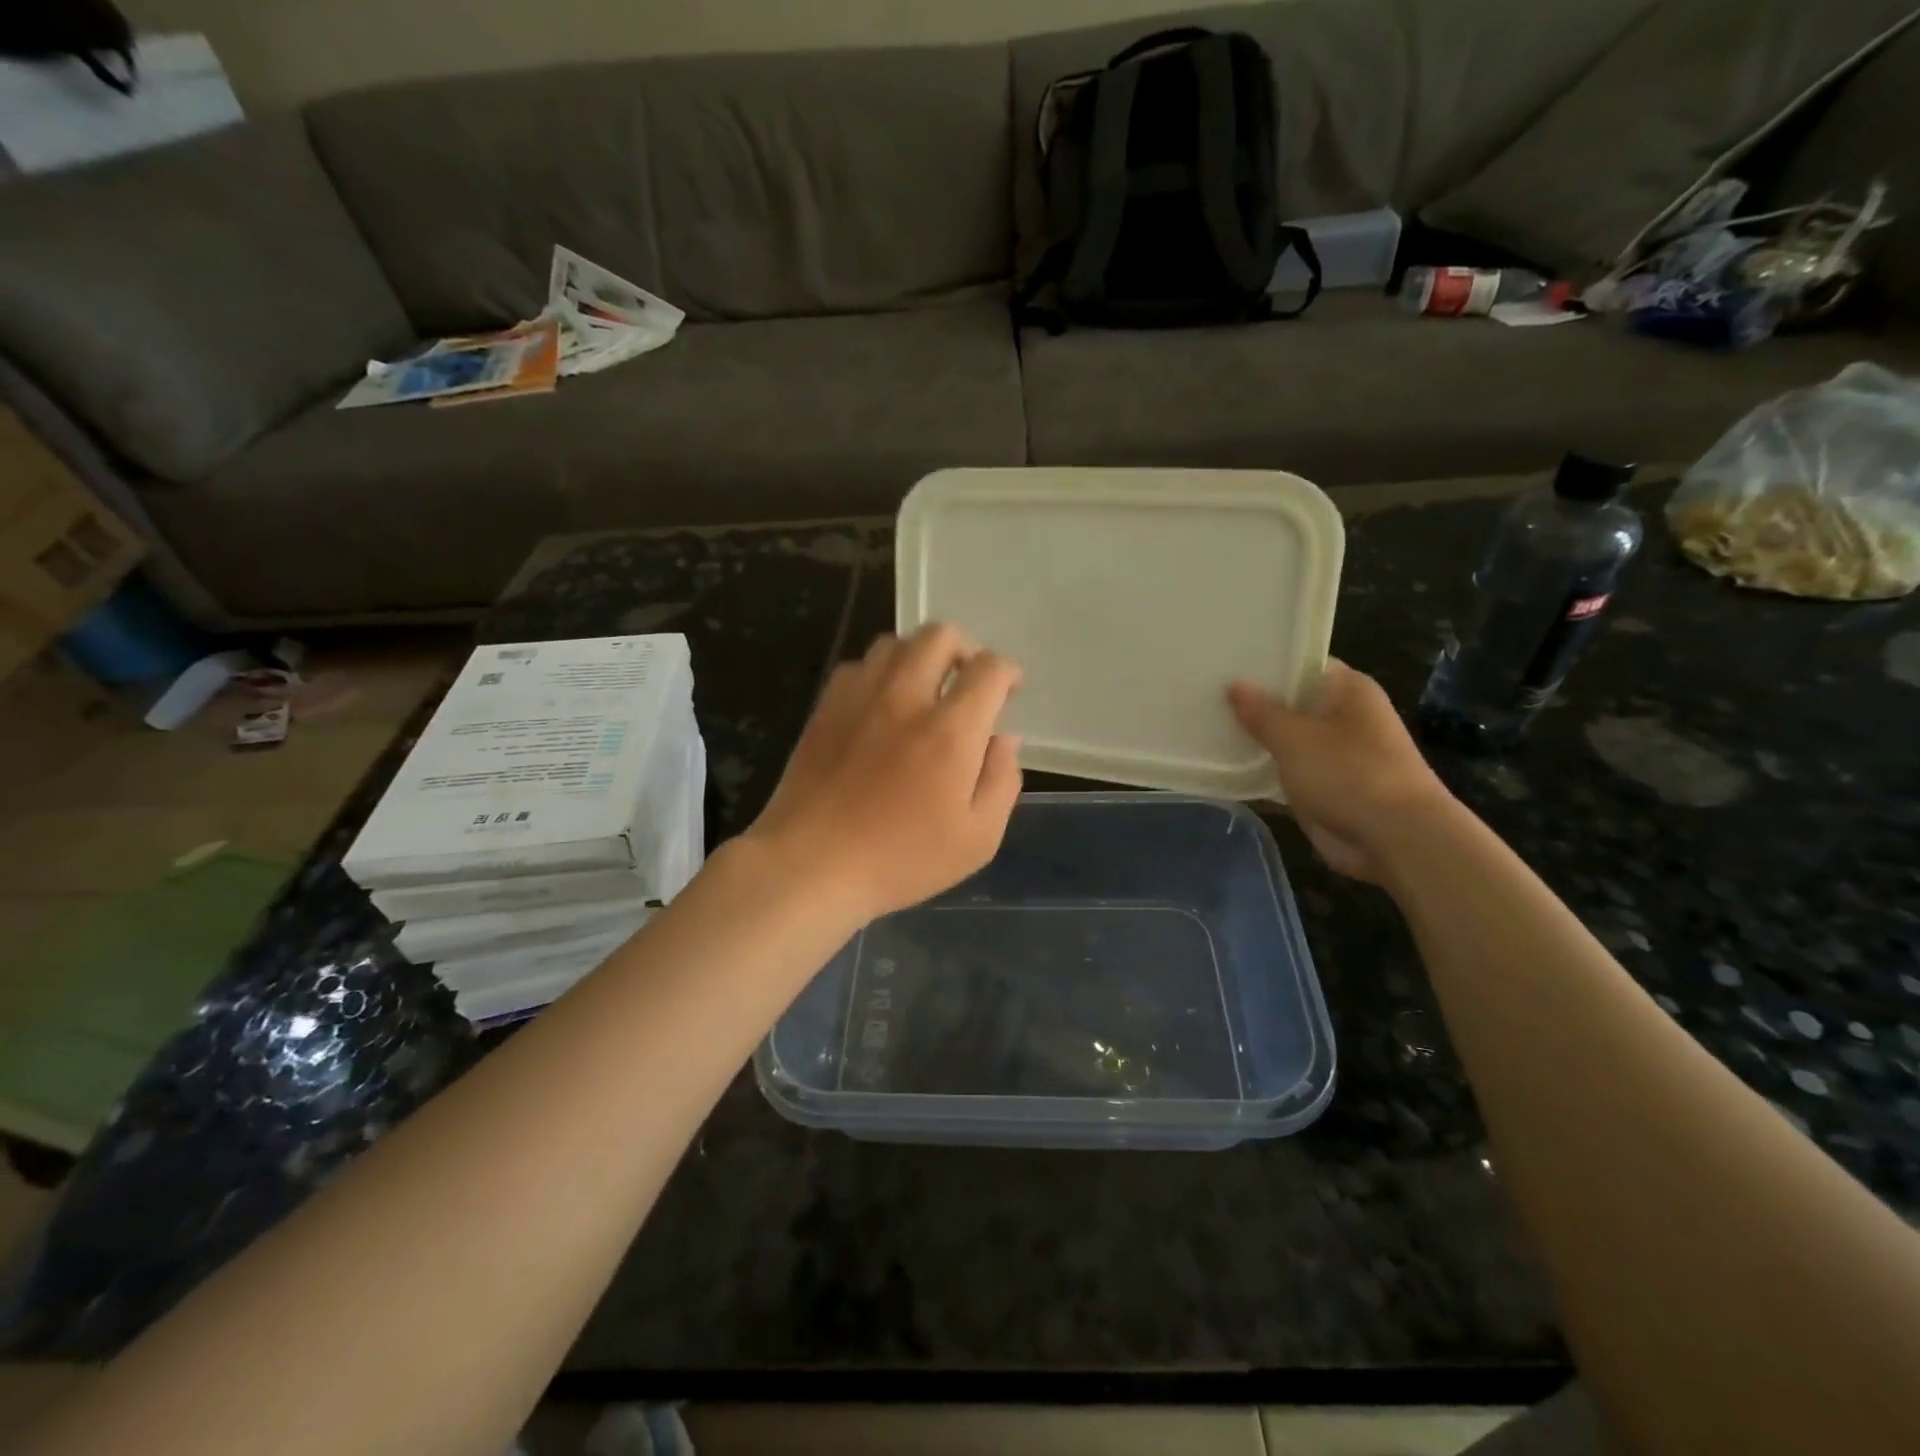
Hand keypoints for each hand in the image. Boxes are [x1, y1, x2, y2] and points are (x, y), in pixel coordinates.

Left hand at [744, 624, 1022, 921]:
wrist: (811, 865)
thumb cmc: (902, 860)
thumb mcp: (977, 838)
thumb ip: (1002, 780)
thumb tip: (1003, 738)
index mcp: (950, 731)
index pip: (989, 669)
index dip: (1008, 672)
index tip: (1009, 690)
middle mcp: (906, 698)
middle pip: (940, 635)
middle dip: (965, 649)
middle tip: (968, 681)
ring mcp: (860, 698)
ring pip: (896, 643)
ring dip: (920, 656)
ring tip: (925, 689)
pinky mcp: (825, 708)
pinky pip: (858, 666)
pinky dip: (880, 673)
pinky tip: (881, 705)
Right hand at [1228, 661, 1453, 882]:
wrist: (1395, 838)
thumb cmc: (1348, 773)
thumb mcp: (1294, 737)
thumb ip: (1260, 713)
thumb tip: (1234, 685)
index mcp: (1347, 689)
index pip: (1301, 664)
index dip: (1264, 664)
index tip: (1225, 664)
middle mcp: (1343, 715)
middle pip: (1290, 702)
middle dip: (1253, 703)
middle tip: (1204, 695)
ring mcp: (1335, 753)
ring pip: (1286, 738)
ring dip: (1255, 739)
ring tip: (1206, 726)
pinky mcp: (1326, 785)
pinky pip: (1286, 769)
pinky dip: (1263, 769)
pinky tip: (1226, 765)